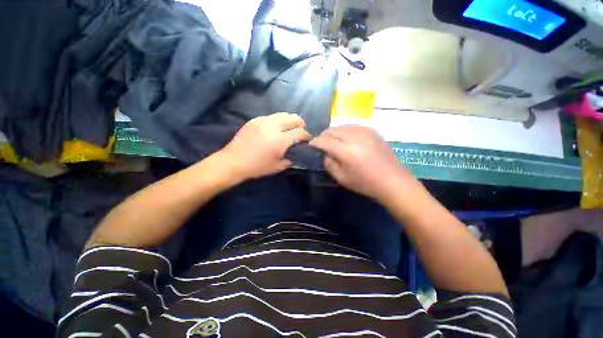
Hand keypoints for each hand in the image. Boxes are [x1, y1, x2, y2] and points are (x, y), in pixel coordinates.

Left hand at [220, 112, 311, 180]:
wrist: (233, 161)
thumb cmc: (256, 167)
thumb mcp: (277, 167)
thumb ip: (290, 159)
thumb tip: (295, 154)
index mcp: (280, 140)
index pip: (300, 132)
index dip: (306, 135)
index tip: (307, 139)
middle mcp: (273, 127)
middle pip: (293, 118)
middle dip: (300, 123)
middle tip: (301, 131)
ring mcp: (263, 121)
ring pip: (283, 114)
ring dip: (290, 120)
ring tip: (289, 128)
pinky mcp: (255, 120)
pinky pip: (271, 116)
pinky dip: (278, 120)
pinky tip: (275, 128)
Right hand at [310, 125, 415, 201]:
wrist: (392, 180)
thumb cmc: (365, 183)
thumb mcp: (341, 178)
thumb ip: (329, 163)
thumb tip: (325, 153)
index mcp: (346, 151)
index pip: (324, 141)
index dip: (315, 142)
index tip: (311, 145)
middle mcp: (354, 137)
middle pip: (332, 130)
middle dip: (323, 136)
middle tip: (320, 144)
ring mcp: (365, 131)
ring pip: (342, 126)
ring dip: (333, 132)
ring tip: (332, 141)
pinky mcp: (372, 131)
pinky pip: (352, 126)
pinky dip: (344, 131)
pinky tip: (345, 139)